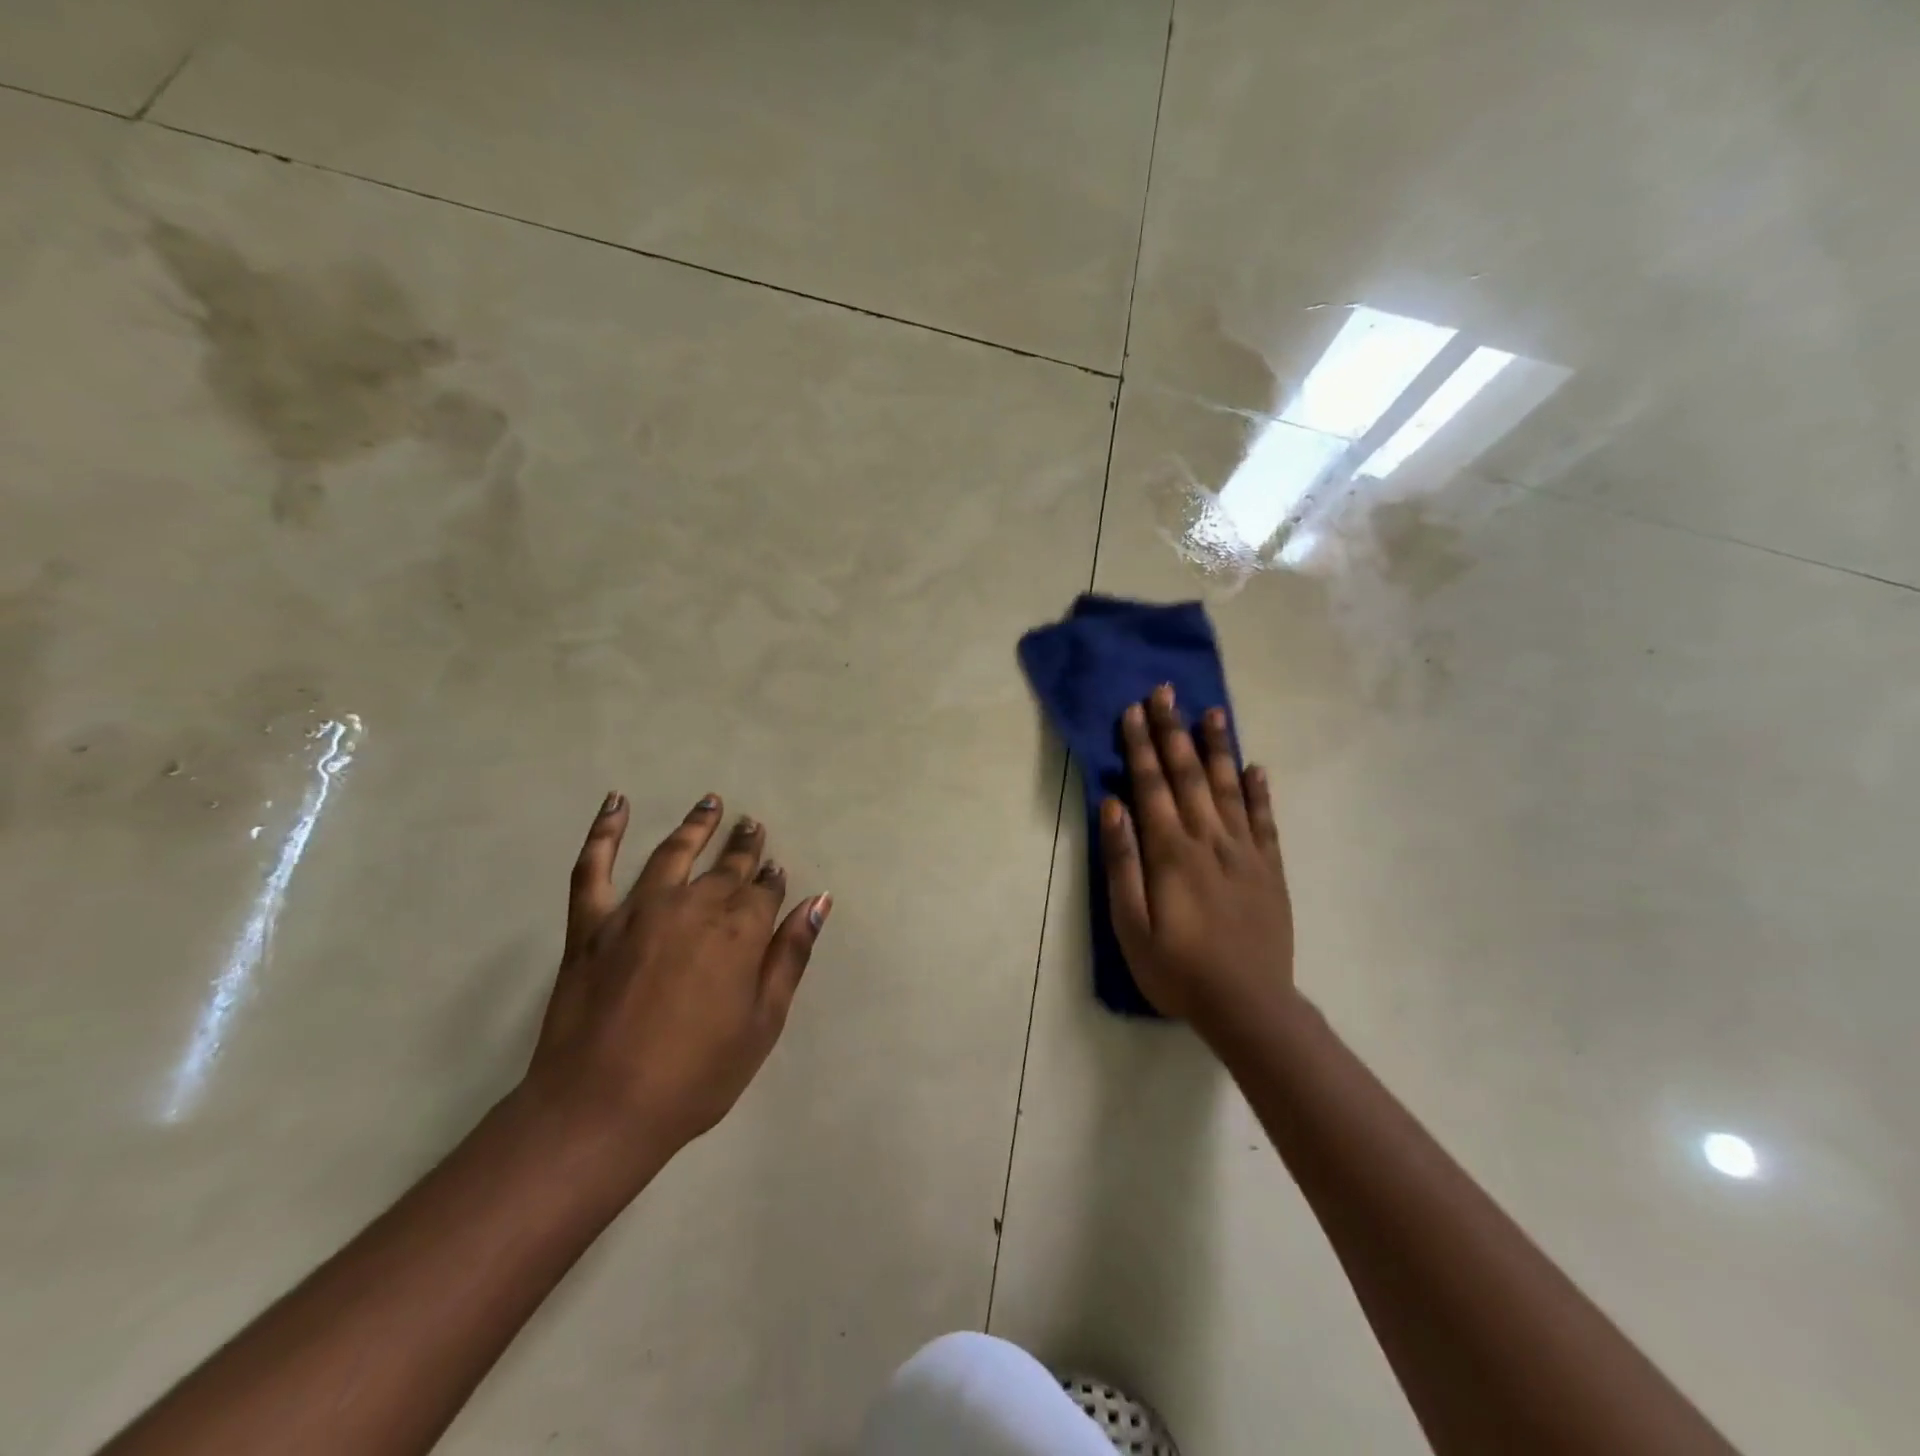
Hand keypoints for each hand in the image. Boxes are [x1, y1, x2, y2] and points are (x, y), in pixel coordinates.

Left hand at [520, 792, 830, 1158]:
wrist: (601, 1109)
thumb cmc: (695, 1076)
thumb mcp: (762, 1023)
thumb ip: (790, 956)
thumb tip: (817, 901)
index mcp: (739, 931)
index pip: (764, 890)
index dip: (773, 879)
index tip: (777, 868)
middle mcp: (693, 906)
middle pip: (726, 867)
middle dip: (744, 844)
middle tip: (752, 824)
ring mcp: (638, 910)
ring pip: (674, 853)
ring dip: (696, 825)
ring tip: (710, 803)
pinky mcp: (592, 923)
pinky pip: (594, 867)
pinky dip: (605, 831)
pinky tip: (616, 802)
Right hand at [1101, 684, 1293, 1027]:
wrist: (1248, 1006)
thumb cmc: (1177, 969)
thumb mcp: (1130, 925)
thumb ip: (1122, 863)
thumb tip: (1112, 807)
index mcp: (1171, 852)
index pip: (1152, 786)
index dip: (1141, 746)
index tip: (1134, 710)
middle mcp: (1209, 840)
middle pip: (1189, 775)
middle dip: (1173, 731)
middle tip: (1166, 692)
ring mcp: (1245, 852)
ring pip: (1229, 787)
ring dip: (1218, 748)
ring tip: (1212, 712)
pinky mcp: (1271, 869)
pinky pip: (1265, 820)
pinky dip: (1260, 791)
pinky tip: (1257, 767)